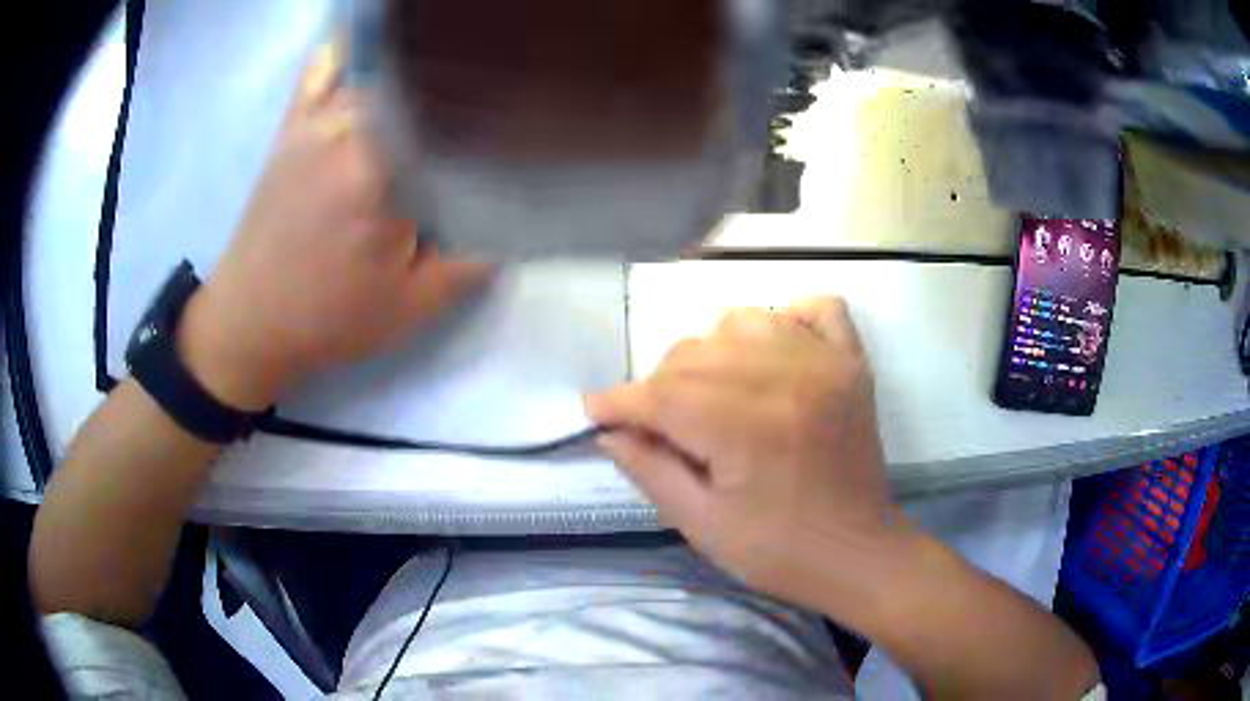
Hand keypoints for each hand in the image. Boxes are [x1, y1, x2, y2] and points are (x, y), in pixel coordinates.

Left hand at [178, 45, 490, 409]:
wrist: (250, 323)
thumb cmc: (329, 320)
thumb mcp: (411, 308)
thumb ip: (470, 264)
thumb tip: (515, 224)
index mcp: (378, 171)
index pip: (452, 119)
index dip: (488, 120)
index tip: (511, 136)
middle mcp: (345, 131)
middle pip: (418, 91)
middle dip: (453, 102)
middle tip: (477, 122)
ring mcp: (313, 125)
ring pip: (379, 80)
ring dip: (411, 86)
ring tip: (440, 97)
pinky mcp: (290, 130)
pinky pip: (318, 76)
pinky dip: (343, 57)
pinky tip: (365, 50)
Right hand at [586, 297, 911, 612]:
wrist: (858, 553)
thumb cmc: (777, 551)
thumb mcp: (701, 525)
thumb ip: (649, 470)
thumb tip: (609, 430)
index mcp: (746, 427)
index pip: (662, 395)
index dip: (619, 402)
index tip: (595, 411)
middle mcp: (786, 377)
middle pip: (695, 353)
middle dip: (659, 385)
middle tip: (658, 424)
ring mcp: (825, 362)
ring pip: (742, 320)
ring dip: (713, 351)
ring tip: (713, 393)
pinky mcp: (852, 362)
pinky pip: (816, 308)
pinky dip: (786, 319)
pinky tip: (772, 354)